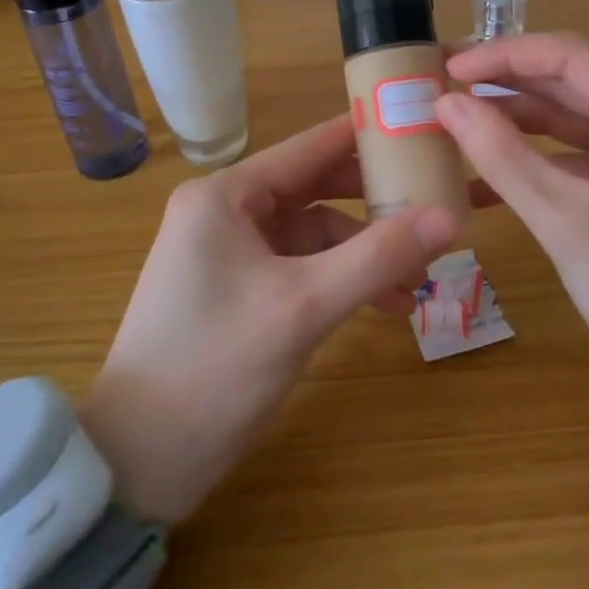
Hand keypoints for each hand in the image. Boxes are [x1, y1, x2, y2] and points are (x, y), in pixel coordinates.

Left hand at [81, 116, 459, 522]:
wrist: (136, 463)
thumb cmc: (214, 368)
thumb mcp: (304, 308)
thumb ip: (378, 257)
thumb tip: (451, 216)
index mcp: (226, 195)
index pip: (310, 146)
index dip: (367, 134)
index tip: (422, 124)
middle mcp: (225, 211)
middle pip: (314, 188)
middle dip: (373, 202)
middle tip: (434, 201)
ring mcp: (229, 252)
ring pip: (312, 233)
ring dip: (362, 251)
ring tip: (417, 279)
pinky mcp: (236, 290)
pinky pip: (299, 267)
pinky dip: (338, 279)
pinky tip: (382, 304)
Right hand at [436, 32, 588, 448]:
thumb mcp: (565, 224)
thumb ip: (500, 155)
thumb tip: (445, 102)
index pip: (570, 56)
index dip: (502, 55)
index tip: (448, 68)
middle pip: (579, 81)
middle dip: (509, 86)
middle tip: (445, 88)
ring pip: (587, 115)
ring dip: (526, 121)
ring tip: (460, 124)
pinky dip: (554, 157)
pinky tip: (499, 170)